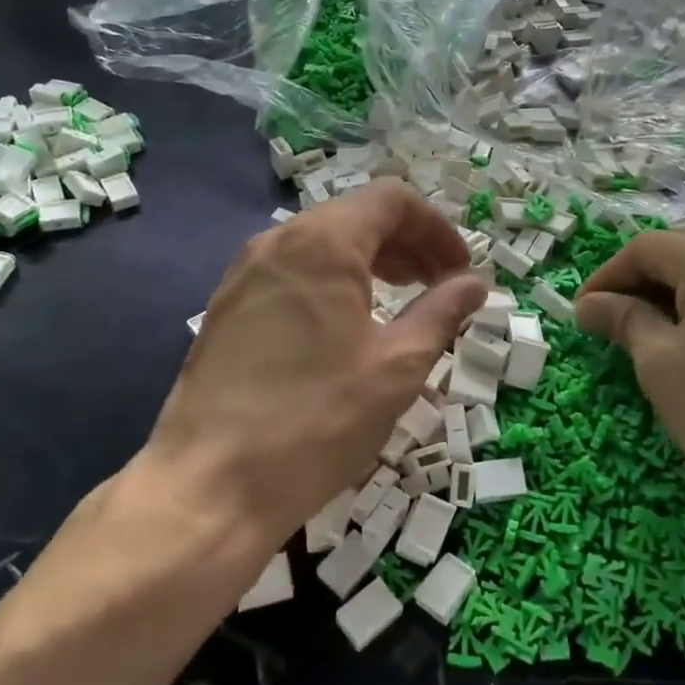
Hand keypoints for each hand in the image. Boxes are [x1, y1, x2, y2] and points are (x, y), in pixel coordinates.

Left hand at [138, 179, 486, 546]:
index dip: (436, 228)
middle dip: (406, 244)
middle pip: (355, 216)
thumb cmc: (317, 421)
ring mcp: (243, 273)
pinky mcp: (226, 307)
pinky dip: (330, 282)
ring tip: (398, 303)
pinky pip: (290, 272)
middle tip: (437, 287)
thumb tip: (475, 283)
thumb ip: (441, 313)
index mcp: (322, 242)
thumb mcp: (396, 367)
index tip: (459, 271)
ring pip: (320, 244)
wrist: (210, 484)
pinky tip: (344, 327)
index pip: (391, 200)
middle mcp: (277, 242)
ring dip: (369, 263)